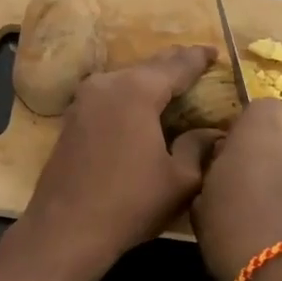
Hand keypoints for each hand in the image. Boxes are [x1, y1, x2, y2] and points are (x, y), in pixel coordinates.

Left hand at [19, 45, 220, 279]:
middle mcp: (108, 83)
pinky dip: (130, 95)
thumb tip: (212, 132)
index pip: (176, 65)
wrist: (66, 227)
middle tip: (197, 62)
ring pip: (126, 79)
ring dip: (150, 80)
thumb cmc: (130, 202)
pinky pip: (110, 94)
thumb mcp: (179, 179)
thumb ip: (198, 147)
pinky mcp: (73, 117)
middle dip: (174, 64)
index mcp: (137, 90)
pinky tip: (141, 106)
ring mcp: (85, 98)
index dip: (198, 59)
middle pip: (149, 67)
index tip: (215, 53)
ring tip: (173, 83)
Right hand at [190, 97, 281, 280]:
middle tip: (256, 197)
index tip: (238, 152)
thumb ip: (214, 178)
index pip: (265, 107)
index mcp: (259, 137)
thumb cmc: (238, 237)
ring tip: (280, 230)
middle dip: (276, 163)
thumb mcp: (203, 208)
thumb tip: (221, 170)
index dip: (254, 126)